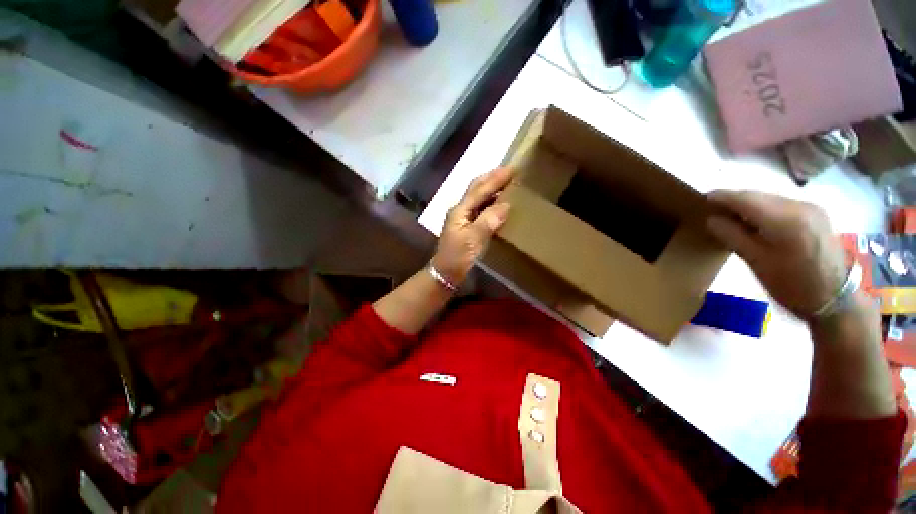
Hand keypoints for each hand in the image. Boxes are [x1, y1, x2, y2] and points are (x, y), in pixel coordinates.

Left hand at [432, 167, 513, 285]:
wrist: (445, 274)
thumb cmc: (457, 257)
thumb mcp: (473, 239)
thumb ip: (488, 220)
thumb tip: (505, 205)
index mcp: (460, 210)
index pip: (479, 190)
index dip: (495, 178)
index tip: (512, 168)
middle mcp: (460, 210)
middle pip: (476, 189)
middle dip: (491, 178)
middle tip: (509, 171)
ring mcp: (462, 218)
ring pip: (478, 197)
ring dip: (491, 188)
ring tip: (506, 183)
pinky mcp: (466, 227)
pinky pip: (480, 209)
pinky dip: (490, 202)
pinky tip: (498, 204)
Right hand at [706, 190, 848, 320]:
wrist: (837, 299)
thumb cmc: (792, 286)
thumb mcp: (757, 263)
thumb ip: (733, 237)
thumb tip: (712, 219)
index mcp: (785, 219)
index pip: (745, 198)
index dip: (721, 197)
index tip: (701, 199)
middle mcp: (799, 206)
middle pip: (757, 195)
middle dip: (733, 200)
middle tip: (711, 209)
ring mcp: (810, 208)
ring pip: (769, 198)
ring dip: (747, 204)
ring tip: (729, 216)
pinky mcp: (815, 214)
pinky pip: (781, 204)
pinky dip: (763, 209)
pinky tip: (755, 221)